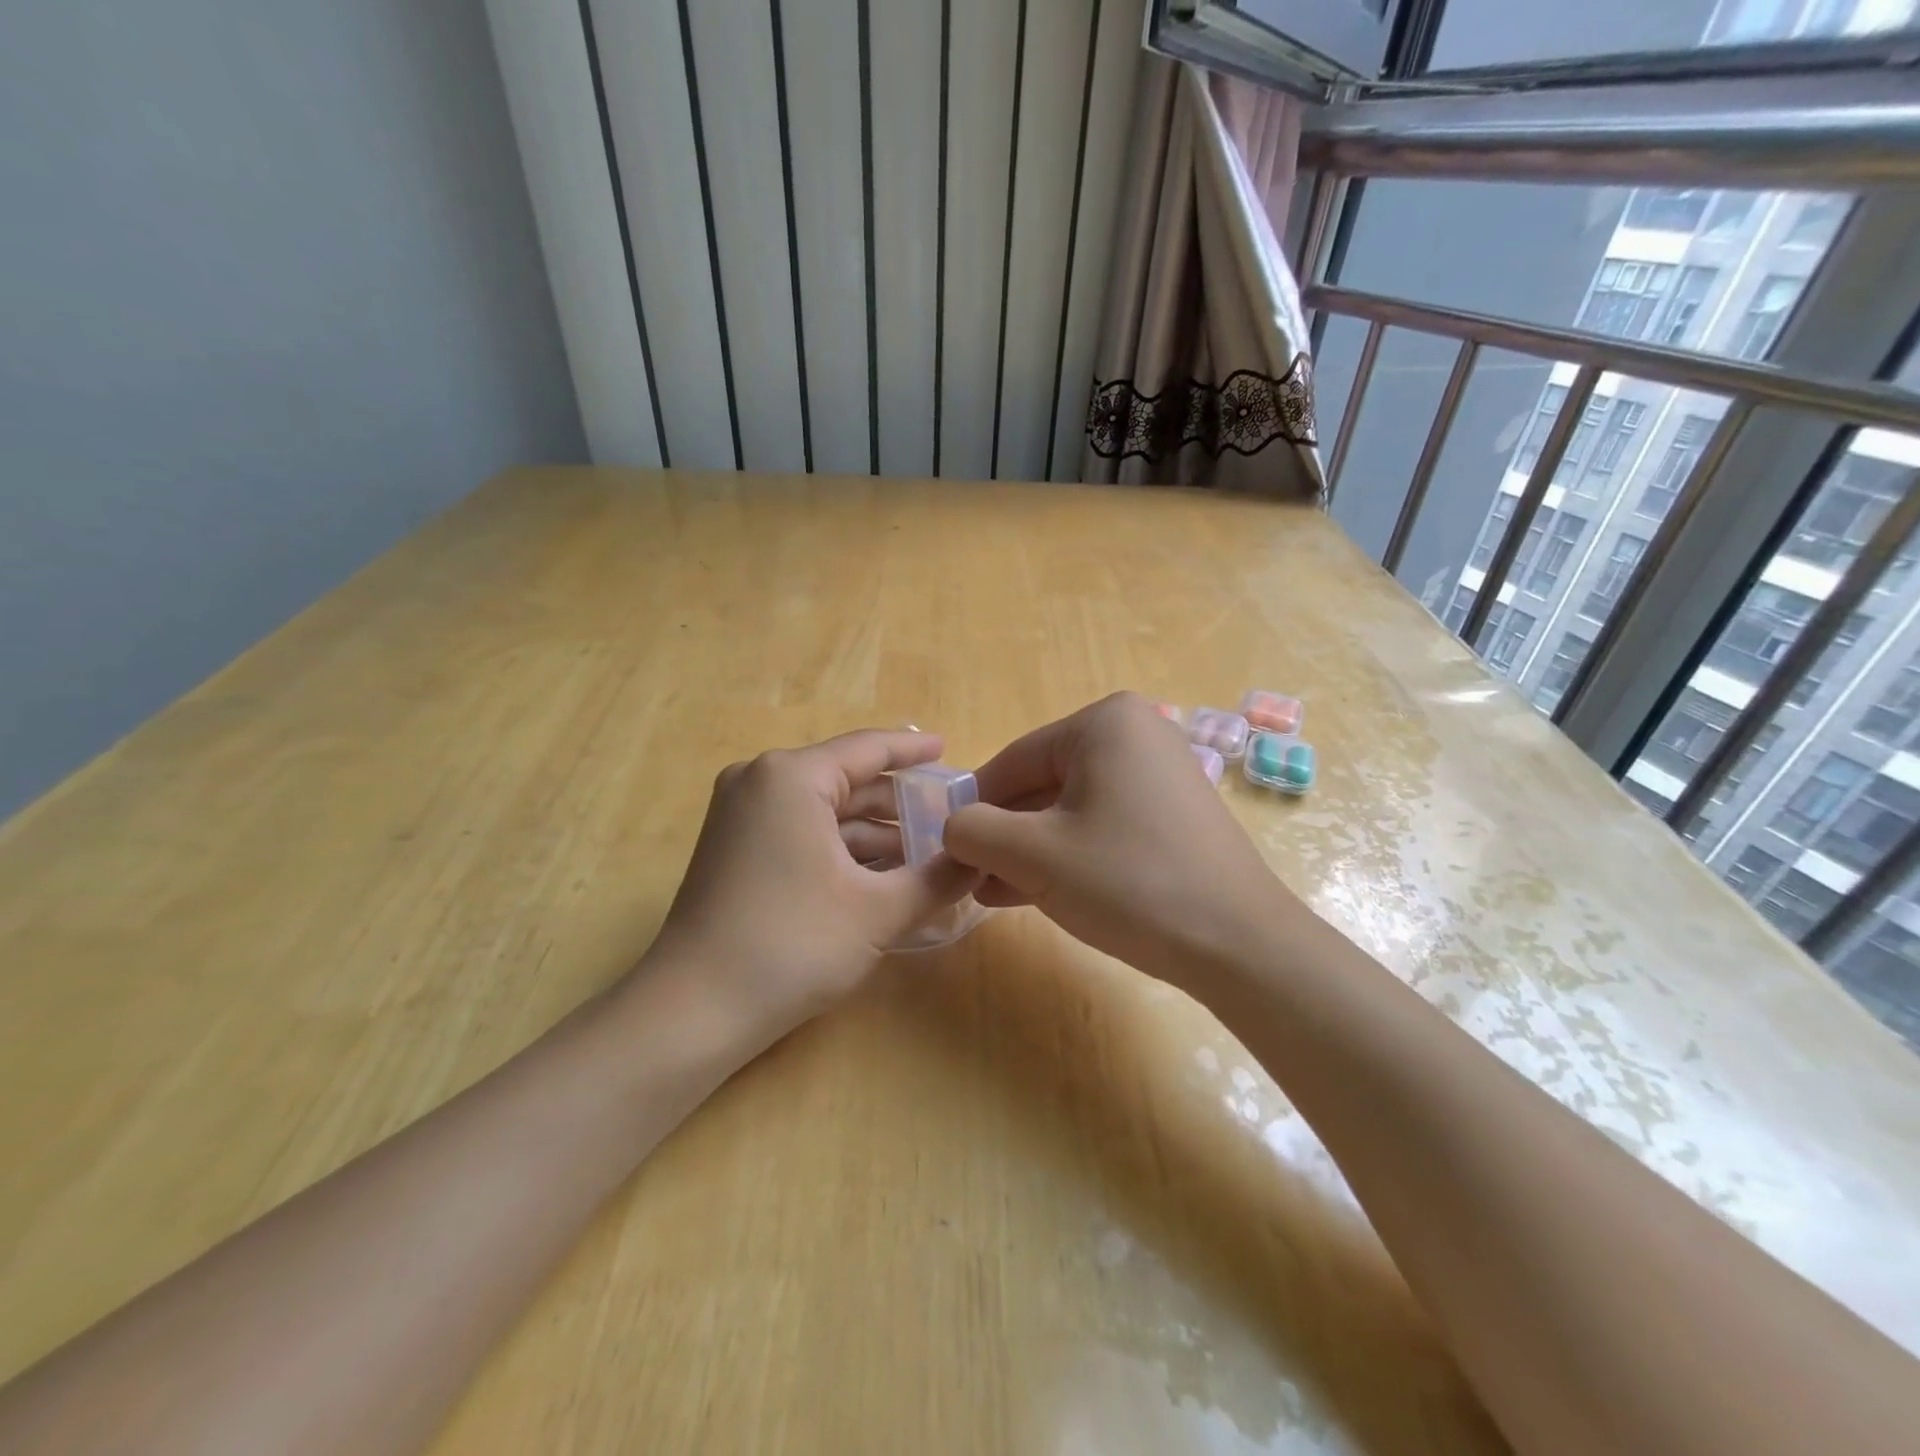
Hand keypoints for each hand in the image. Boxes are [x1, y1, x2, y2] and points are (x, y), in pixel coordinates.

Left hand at [641, 730, 979, 1045]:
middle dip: (900, 803)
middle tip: (952, 819)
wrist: (693, 1012)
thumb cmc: (792, 945)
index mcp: (792, 777)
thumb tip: (980, 859)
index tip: (950, 751)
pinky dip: (842, 849)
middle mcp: (761, 782)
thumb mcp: (879, 911)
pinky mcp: (735, 849)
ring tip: (928, 855)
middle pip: (847, 780)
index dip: (914, 751)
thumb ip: (939, 879)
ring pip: (826, 811)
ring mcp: (742, 816)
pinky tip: (882, 876)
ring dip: (874, 833)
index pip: (868, 748)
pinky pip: (802, 832)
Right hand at [944, 693, 1292, 985]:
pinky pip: (1103, 825)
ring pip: (1071, 809)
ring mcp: (1160, 775)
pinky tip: (1036, 892)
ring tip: (994, 892)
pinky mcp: (1173, 815)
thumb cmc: (1129, 881)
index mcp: (1104, 723)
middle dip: (1004, 834)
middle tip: (970, 879)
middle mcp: (1136, 735)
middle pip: (1042, 784)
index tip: (945, 850)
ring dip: (1030, 850)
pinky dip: (1068, 854)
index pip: (1013, 762)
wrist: (1239, 944)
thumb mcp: (1035, 855)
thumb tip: (953, 828)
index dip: (973, 808)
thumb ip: (974, 831)